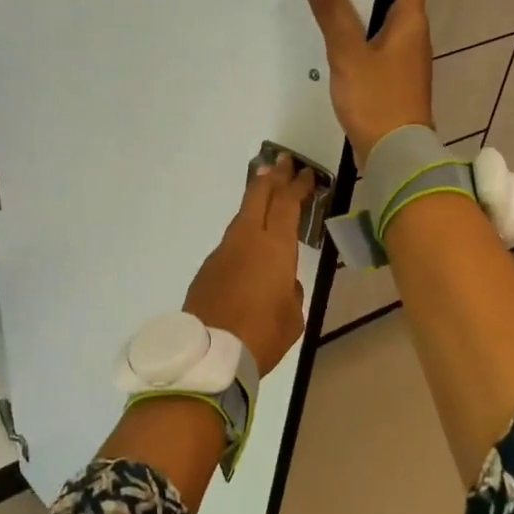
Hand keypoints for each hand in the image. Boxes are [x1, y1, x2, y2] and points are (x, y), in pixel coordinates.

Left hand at [182, 153, 311, 374]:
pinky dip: (243, 229)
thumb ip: (290, 291)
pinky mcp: (208, 266)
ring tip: (264, 188)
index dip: (297, 186)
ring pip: (242, 216)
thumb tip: (282, 283)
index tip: (304, 173)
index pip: (288, 205)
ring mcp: (224, 250)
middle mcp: (247, 239)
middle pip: (259, 196)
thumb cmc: (262, 334)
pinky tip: (247, 239)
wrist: (211, 352)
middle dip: (272, 177)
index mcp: (275, 247)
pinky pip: (231, 240)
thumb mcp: (293, 316)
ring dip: (255, 200)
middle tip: (281, 161)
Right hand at [297, 0, 433, 167]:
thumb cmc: (377, 99)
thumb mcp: (348, 51)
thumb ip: (331, 9)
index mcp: (411, 20)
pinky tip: (334, 39)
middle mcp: (414, 35)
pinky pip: (375, 46)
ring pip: (383, 22)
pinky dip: (358, 35)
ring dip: (360, 8)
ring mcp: (404, 59)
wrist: (394, 156)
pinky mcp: (392, 80)